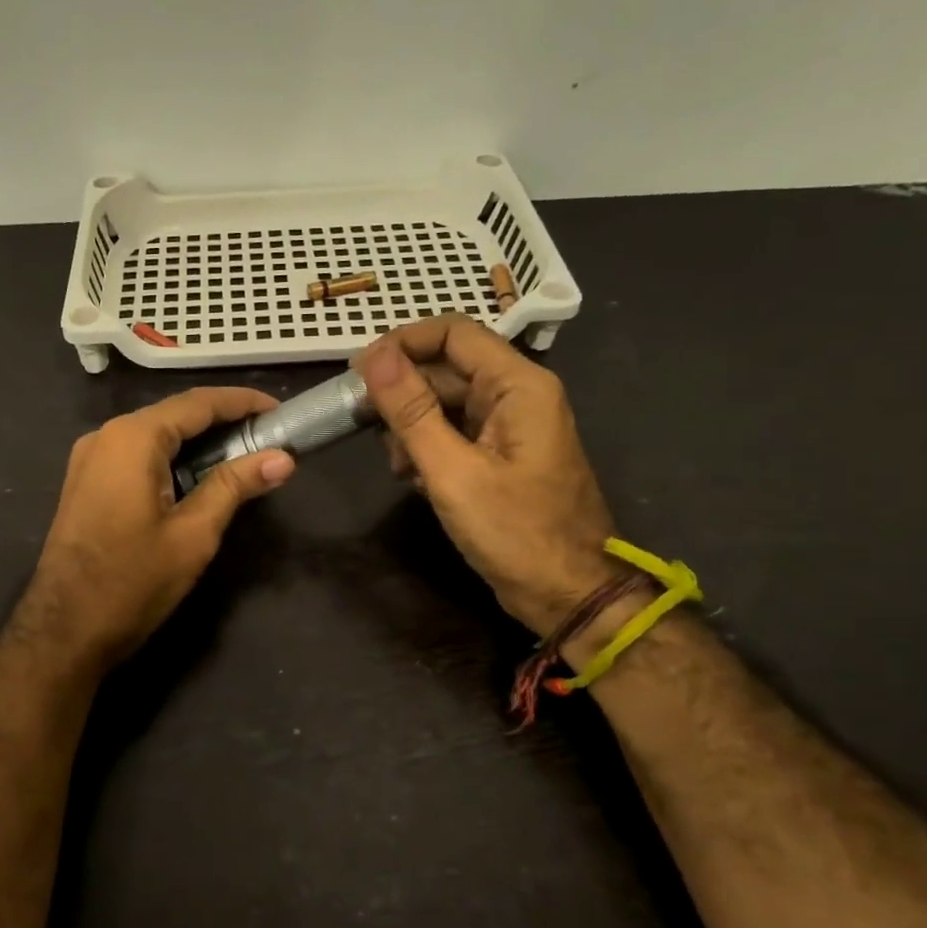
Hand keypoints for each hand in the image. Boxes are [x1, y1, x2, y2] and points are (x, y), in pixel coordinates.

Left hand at [21, 388, 296, 668]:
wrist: (64, 630)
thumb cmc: (132, 582)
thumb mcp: (193, 534)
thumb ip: (235, 486)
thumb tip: (283, 458)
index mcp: (132, 438)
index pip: (197, 404)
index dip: (242, 403)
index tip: (280, 410)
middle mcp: (106, 436)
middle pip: (174, 415)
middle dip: (223, 422)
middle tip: (269, 437)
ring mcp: (90, 459)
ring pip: (155, 436)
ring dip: (198, 443)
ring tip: (244, 456)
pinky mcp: (86, 483)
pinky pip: (136, 456)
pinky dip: (172, 459)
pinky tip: (199, 477)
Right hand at [355, 314, 619, 633]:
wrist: (568, 595)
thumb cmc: (515, 533)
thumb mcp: (453, 472)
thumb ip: (412, 411)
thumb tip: (373, 356)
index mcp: (518, 385)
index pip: (453, 333)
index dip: (402, 343)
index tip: (358, 372)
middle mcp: (516, 395)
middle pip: (446, 368)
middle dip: (402, 393)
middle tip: (361, 424)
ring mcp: (509, 427)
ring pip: (445, 402)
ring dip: (411, 426)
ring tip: (395, 465)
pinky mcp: (499, 456)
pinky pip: (454, 433)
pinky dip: (427, 448)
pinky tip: (412, 479)